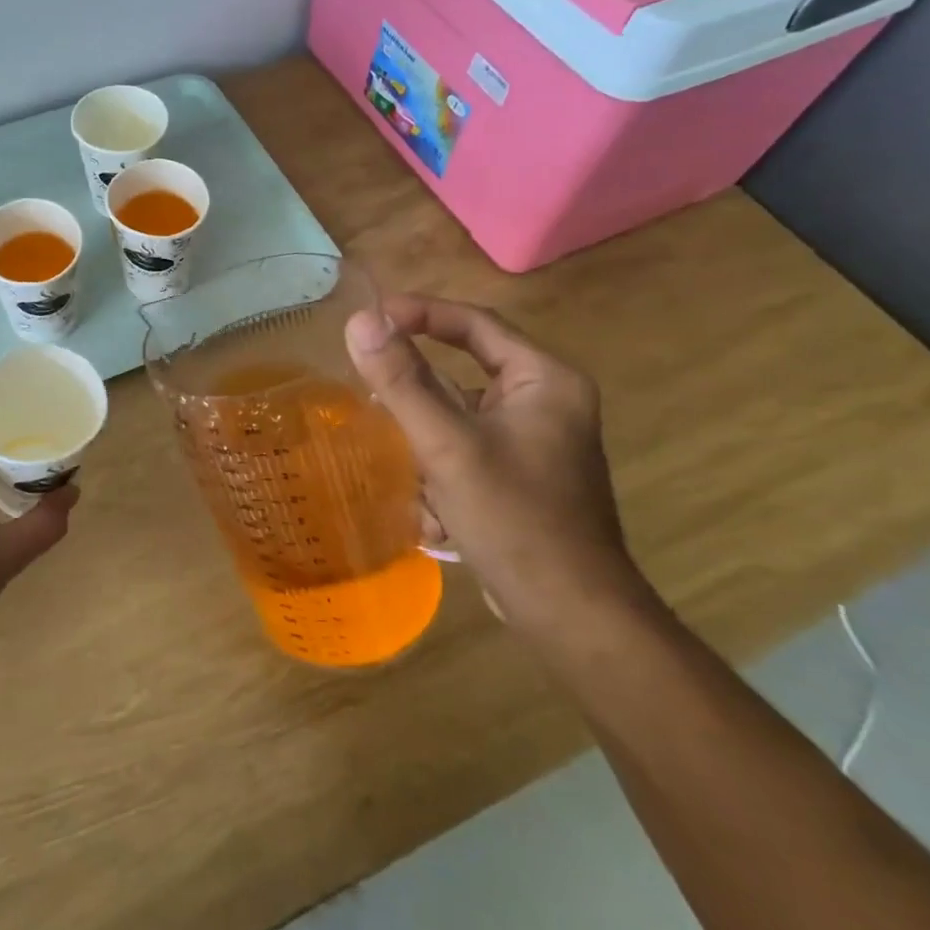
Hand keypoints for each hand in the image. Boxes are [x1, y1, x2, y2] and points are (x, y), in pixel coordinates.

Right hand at [345, 295, 657, 644]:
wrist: (569, 615)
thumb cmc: (515, 518)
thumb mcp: (447, 444)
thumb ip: (401, 381)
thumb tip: (359, 321)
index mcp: (544, 380)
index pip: (475, 324)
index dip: (420, 313)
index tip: (369, 318)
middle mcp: (544, 403)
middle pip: (462, 376)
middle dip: (416, 402)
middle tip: (370, 401)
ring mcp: (533, 444)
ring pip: (457, 421)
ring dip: (425, 448)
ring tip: (408, 476)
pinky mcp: (518, 479)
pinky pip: (464, 454)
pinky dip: (441, 476)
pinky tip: (434, 516)